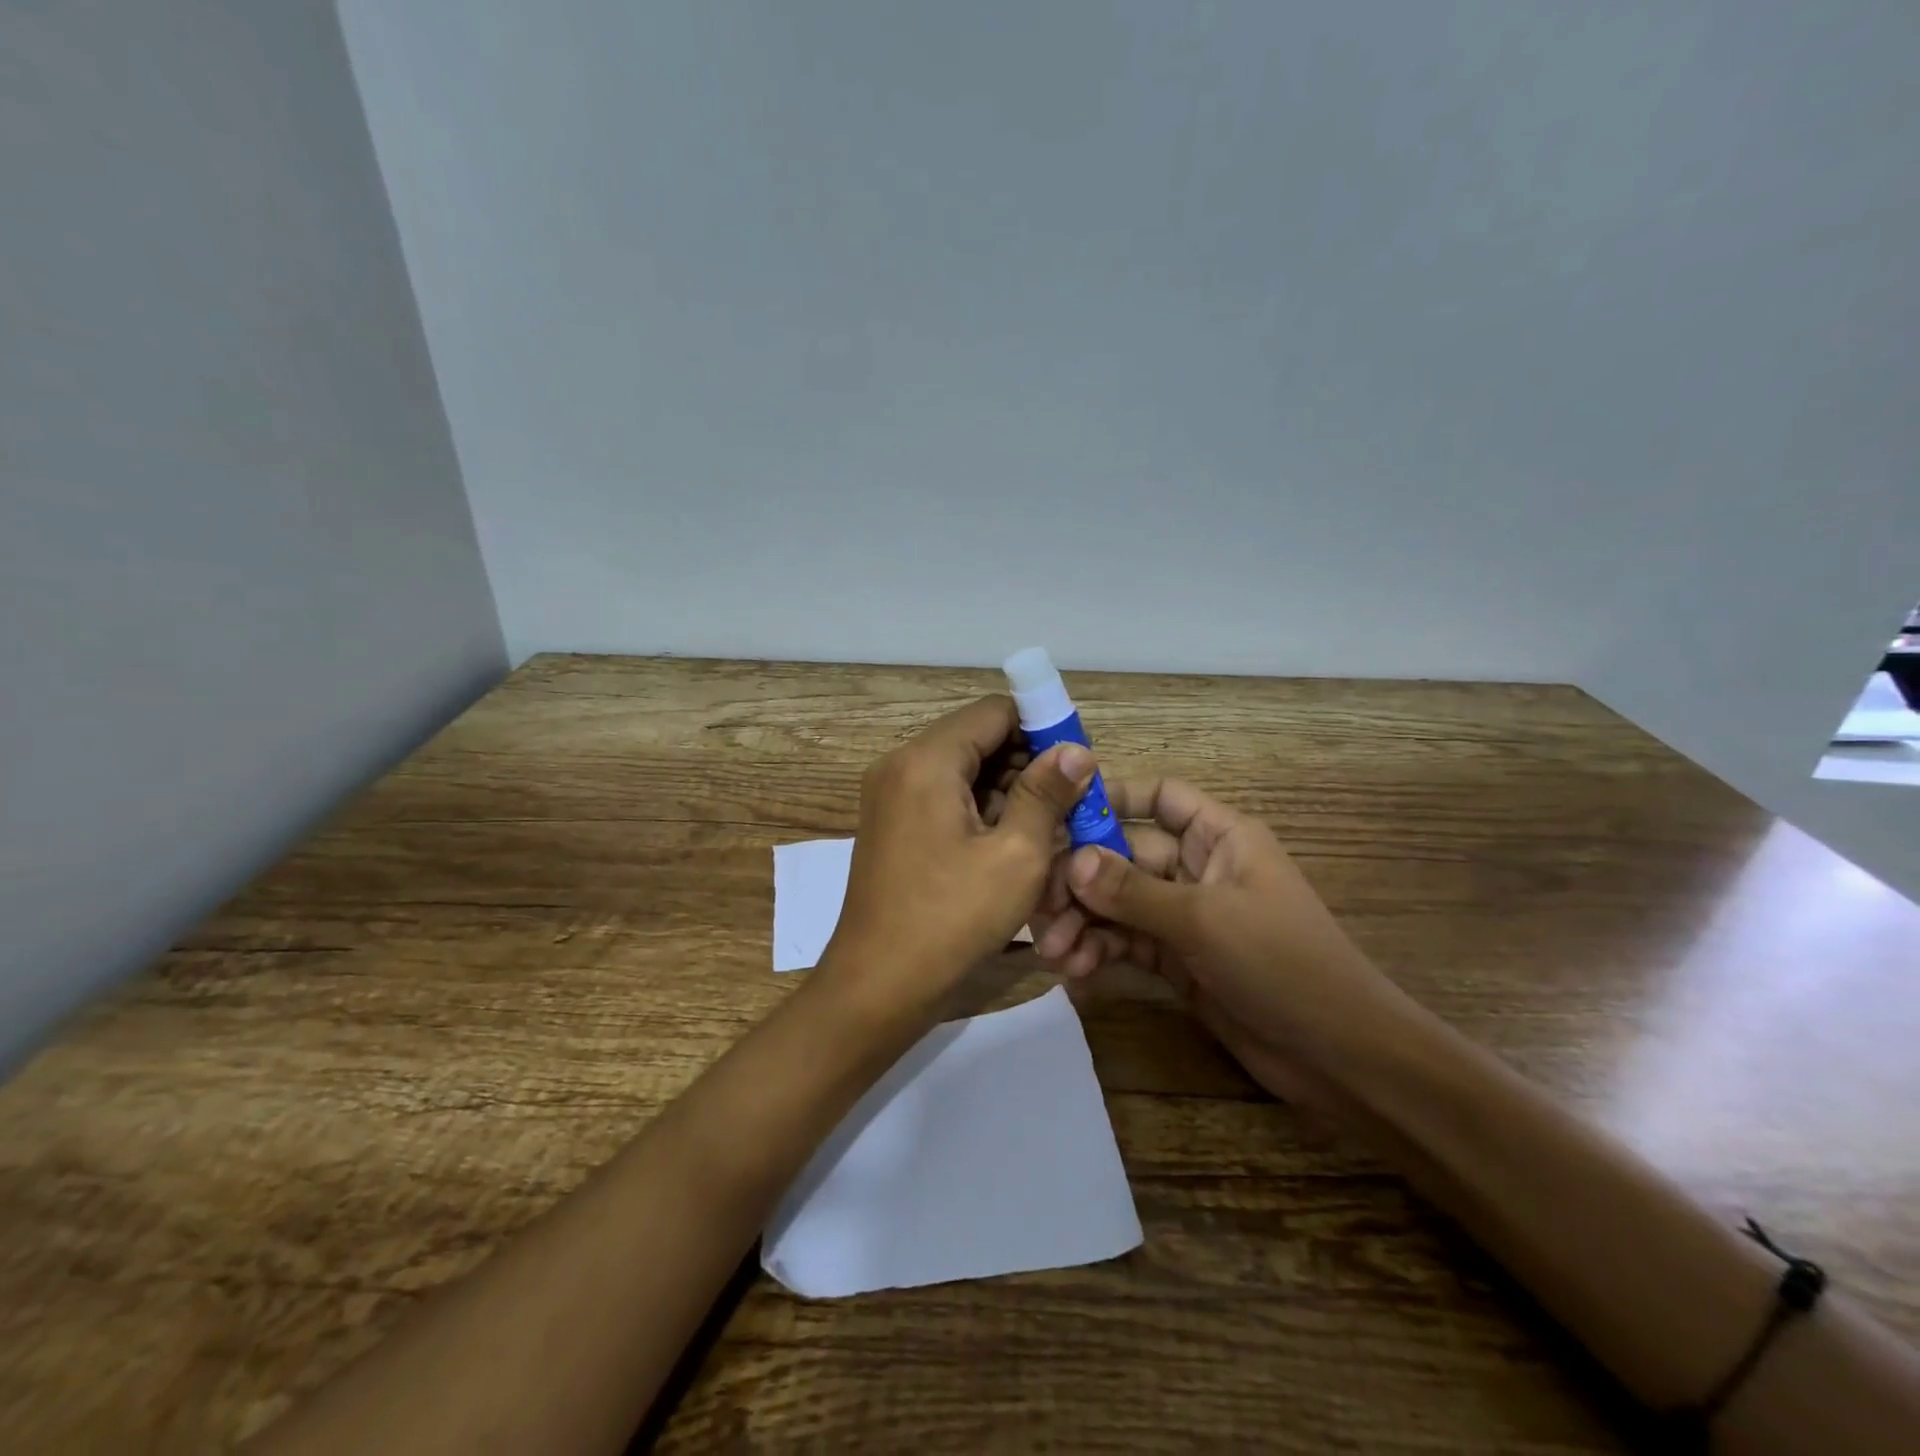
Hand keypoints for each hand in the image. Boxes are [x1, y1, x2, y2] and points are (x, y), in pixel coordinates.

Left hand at [823, 695, 1095, 1013]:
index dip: (1042, 728)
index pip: (994, 712)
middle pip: (976, 738)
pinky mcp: (891, 823)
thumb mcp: (1016, 856)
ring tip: (1048, 827)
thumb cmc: (951, 920)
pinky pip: (943, 796)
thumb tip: (1077, 749)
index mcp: (926, 760)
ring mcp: (889, 794)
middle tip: (1070, 801)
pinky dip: (978, 809)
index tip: (1077, 763)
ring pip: (962, 769)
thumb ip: (1046, 793)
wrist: (877, 985)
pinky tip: (1010, 843)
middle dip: (1026, 763)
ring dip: (1006, 789)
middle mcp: (900, 764)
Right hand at [1031, 777, 1407, 1097]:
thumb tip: (1072, 862)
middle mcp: (1198, 867)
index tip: (1058, 814)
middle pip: (1126, 854)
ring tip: (1054, 951)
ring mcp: (1185, 915)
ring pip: (1119, 902)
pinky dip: (1100, 951)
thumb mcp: (1205, 919)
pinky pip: (1127, 942)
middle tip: (1040, 906)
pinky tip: (1075, 971)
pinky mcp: (1176, 958)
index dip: (1112, 798)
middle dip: (1082, 879)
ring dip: (1084, 921)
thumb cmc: (1282, 963)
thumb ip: (1134, 890)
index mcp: (1220, 836)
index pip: (1160, 797)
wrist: (1337, 1056)